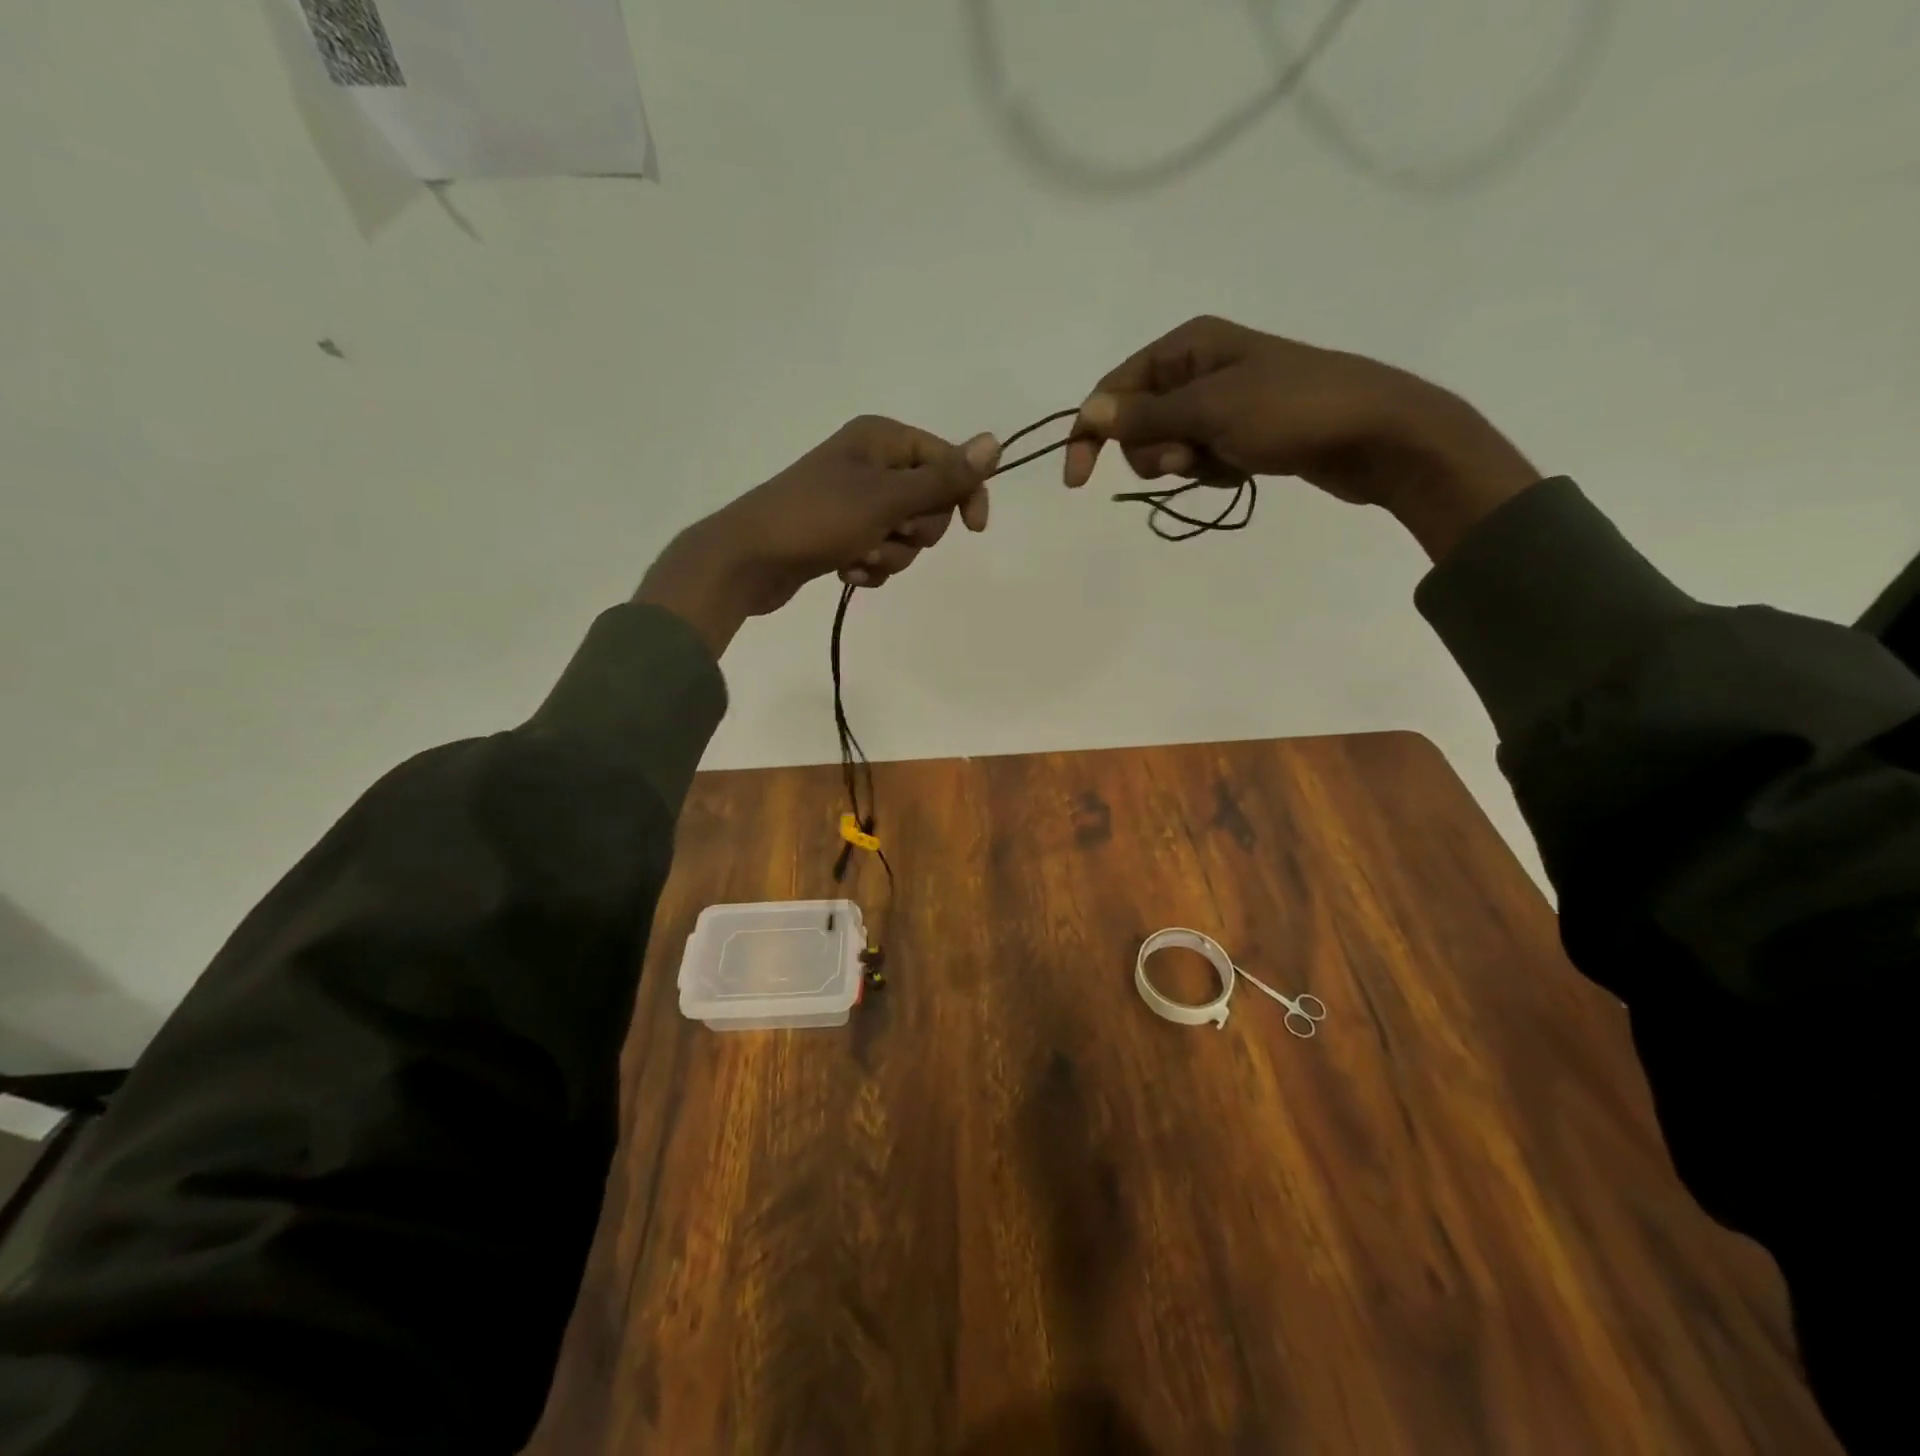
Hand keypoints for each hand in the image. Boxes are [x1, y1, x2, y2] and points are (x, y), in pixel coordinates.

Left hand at [636, 417, 999, 655]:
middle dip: (914, 531)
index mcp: (882, 439)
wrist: (748, 559)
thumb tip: (994, 442)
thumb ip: (943, 478)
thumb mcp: (887, 498)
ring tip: (858, 556)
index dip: (964, 494)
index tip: (973, 529)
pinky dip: (870, 566)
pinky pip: (880, 552)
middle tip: (887, 533)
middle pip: (929, 502)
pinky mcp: (842, 534)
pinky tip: (846, 570)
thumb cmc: (818, 519)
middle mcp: (871, 463)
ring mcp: (855, 501)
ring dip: (890, 554)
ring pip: (906, 535)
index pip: (948, 461)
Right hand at [1063, 316, 1539, 559]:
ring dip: (1184, 465)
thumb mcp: (1211, 410)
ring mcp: (1220, 402)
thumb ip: (1146, 414)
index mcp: (1187, 345)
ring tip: (1224, 461)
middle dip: (1154, 450)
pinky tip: (1240, 468)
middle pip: (1137, 422)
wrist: (1376, 434)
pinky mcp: (1238, 432)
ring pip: (1166, 446)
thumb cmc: (1292, 411)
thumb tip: (1089, 412)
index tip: (1077, 482)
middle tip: (1191, 457)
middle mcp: (1198, 368)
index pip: (1113, 389)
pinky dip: (1209, 471)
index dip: (1090, 433)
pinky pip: (1199, 458)